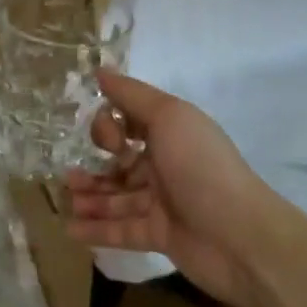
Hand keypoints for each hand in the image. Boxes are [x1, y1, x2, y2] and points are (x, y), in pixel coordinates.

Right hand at [65, 71, 284, 306]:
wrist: (240, 236)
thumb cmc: (201, 167)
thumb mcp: (168, 117)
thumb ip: (131, 95)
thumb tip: (100, 70)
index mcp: (170, 133)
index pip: (128, 123)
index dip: (109, 128)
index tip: (110, 141)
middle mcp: (165, 164)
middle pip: (120, 161)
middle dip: (94, 164)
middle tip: (70, 175)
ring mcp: (162, 202)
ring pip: (117, 196)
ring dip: (90, 196)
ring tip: (66, 199)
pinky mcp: (160, 236)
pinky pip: (121, 229)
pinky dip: (96, 229)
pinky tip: (70, 229)